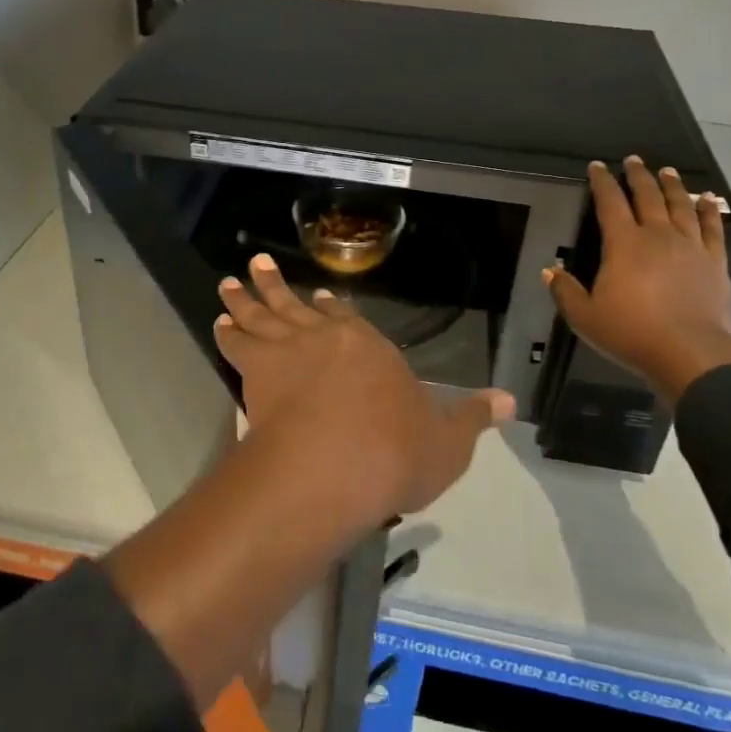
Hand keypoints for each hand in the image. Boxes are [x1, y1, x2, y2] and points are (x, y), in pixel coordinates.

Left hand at [214, 253, 514, 526]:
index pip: (348, 320)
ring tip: (228, 282)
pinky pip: (238, 343)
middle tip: (257, 266)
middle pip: (298, 305)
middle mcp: (328, 337)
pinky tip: (219, 322)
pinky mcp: (258, 370)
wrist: (335, 465)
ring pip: (262, 314)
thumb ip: (473, 418)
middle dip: (276, 285)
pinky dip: (228, 331)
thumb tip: (511, 401)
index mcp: (371, 348)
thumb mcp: (447, 442)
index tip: (318, 297)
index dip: (331, 309)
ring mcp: (289, 350)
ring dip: (245, 297)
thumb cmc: (396, 453)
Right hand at [544, 158, 730, 401]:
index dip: (602, 182)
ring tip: (668, 171)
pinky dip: (709, 210)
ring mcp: (689, 245)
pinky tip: (708, 199)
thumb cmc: (631, 333)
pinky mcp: (714, 261)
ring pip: (680, 205)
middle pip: (647, 196)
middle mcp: (657, 235)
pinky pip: (712, 227)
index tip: (597, 166)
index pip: (609, 203)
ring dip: (673, 186)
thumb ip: (565, 291)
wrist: (690, 353)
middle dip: (638, 175)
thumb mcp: (585, 317)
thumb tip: (551, 270)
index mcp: (623, 243)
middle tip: (634, 160)